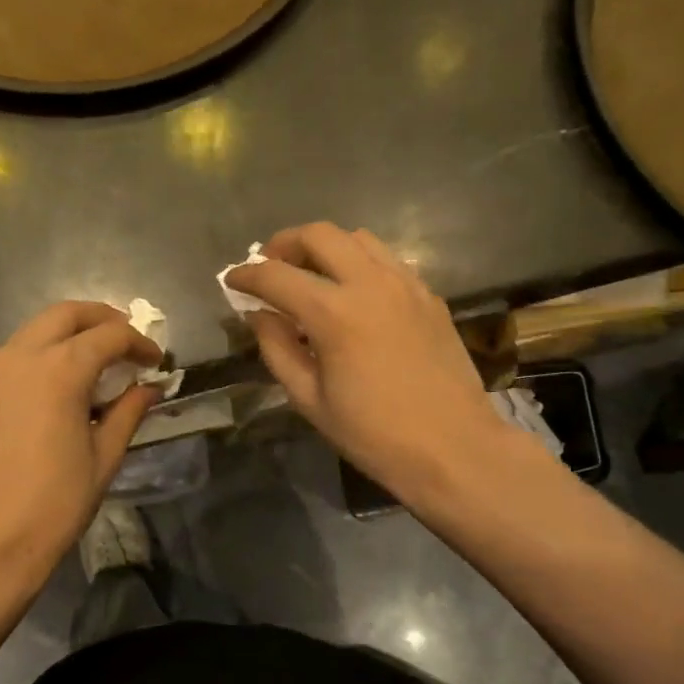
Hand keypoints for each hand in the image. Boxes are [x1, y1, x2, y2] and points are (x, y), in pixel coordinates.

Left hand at [0, 301, 162, 596]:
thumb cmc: (53, 504)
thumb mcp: (103, 458)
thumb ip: (128, 413)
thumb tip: (149, 388)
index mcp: (58, 370)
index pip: (109, 336)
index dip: (139, 343)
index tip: (158, 361)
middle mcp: (22, 357)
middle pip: (67, 314)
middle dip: (103, 319)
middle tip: (129, 342)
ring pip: (38, 329)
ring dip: (72, 332)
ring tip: (102, 360)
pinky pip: (20, 353)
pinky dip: (48, 352)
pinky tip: (66, 383)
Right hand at [225, 222, 510, 502]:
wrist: (453, 448)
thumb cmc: (373, 434)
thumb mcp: (309, 399)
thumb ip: (277, 348)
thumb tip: (258, 314)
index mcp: (335, 313)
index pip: (276, 276)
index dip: (246, 275)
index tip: (231, 280)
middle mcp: (371, 283)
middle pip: (319, 234)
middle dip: (284, 244)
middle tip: (269, 267)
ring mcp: (406, 284)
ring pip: (358, 238)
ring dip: (325, 247)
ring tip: (310, 275)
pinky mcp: (429, 295)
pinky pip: (387, 260)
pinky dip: (359, 263)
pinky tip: (353, 294)